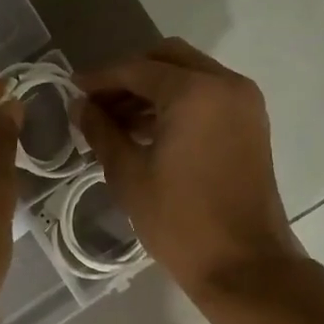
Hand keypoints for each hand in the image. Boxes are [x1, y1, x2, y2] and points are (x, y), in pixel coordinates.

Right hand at [74, 38, 301, 300]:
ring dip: (153, 88)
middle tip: (98, 102)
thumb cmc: (180, 221)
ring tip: (116, 120)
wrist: (244, 265)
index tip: (72, 90)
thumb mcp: (129, 174)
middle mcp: (225, 84)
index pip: (137, 69)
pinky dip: (178, 101)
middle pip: (167, 58)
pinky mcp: (251, 123)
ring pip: (189, 74)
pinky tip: (148, 129)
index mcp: (194, 92)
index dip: (100, 78)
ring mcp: (244, 102)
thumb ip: (101, 131)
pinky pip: (208, 94)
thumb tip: (79, 106)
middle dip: (129, 75)